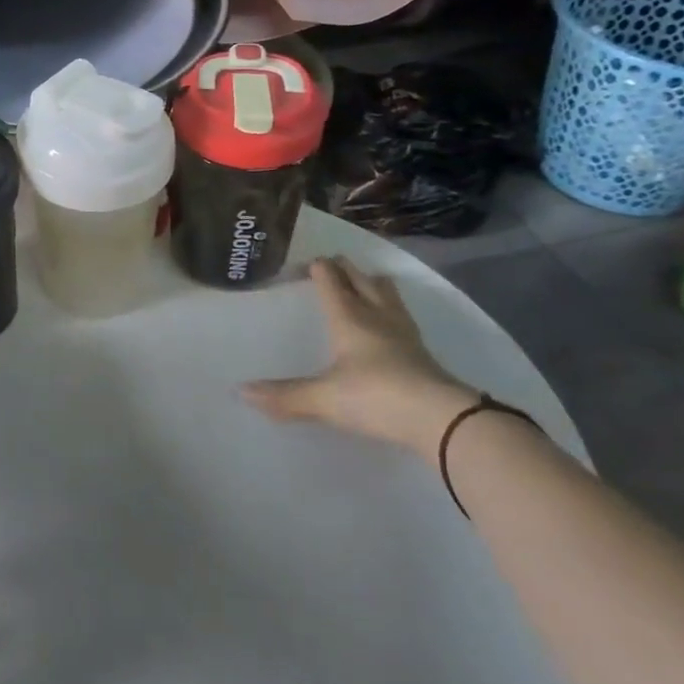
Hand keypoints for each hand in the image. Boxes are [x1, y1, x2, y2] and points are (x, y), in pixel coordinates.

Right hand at [242, 257, 473, 455]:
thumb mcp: (323, 399)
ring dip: (373, 283)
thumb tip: (241, 392)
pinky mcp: (423, 351)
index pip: (330, 279)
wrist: (443, 420)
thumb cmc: (375, 396)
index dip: (317, 267)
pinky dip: (391, 308)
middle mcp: (376, 315)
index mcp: (348, 317)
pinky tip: (390, 320)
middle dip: (345, 268)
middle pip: (361, 279)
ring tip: (364, 281)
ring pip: (387, 293)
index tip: (303, 264)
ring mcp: (404, 332)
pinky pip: (402, 315)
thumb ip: (284, 395)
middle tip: (331, 264)